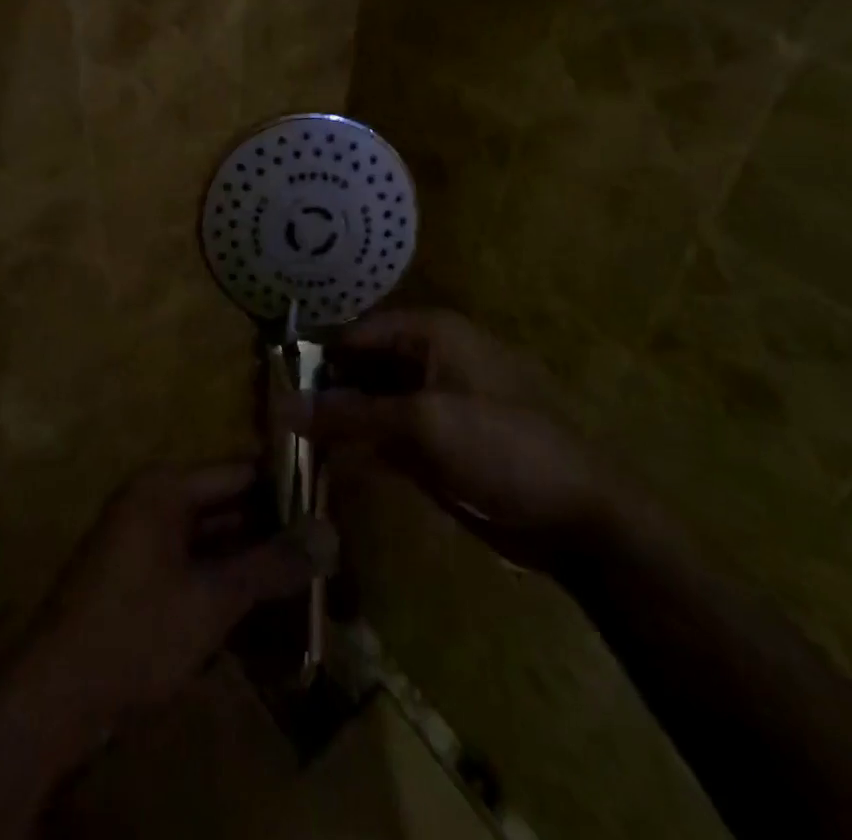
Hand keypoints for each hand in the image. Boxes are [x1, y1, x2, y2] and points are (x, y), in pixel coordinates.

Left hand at [14, 462, 328, 740]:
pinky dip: (223, 582)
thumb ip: (271, 565)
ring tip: (305, 578)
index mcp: (165, 488)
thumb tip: (330, 533)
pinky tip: (261, 608)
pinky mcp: (137, 579)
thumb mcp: (212, 599)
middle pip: (225, 505)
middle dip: (271, 530)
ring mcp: (141, 541)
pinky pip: (191, 566)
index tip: (329, 507)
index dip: (284, 487)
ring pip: (210, 540)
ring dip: (250, 561)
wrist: (54, 700)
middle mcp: (152, 502)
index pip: (239, 472)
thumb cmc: (136, 632)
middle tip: (325, 550)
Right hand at [286, 308, 613, 568]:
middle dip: (324, 389)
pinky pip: (389, 434)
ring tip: (290, 441)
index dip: (315, 355)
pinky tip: (328, 463)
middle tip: (274, 418)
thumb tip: (280, 405)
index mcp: (434, 333)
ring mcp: (436, 402)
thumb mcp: (422, 424)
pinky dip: (362, 445)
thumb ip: (349, 414)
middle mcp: (431, 358)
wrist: (580, 518)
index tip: (271, 383)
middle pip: (363, 365)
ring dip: (339, 420)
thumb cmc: (503, 447)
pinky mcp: (440, 442)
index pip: (357, 332)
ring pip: (373, 402)